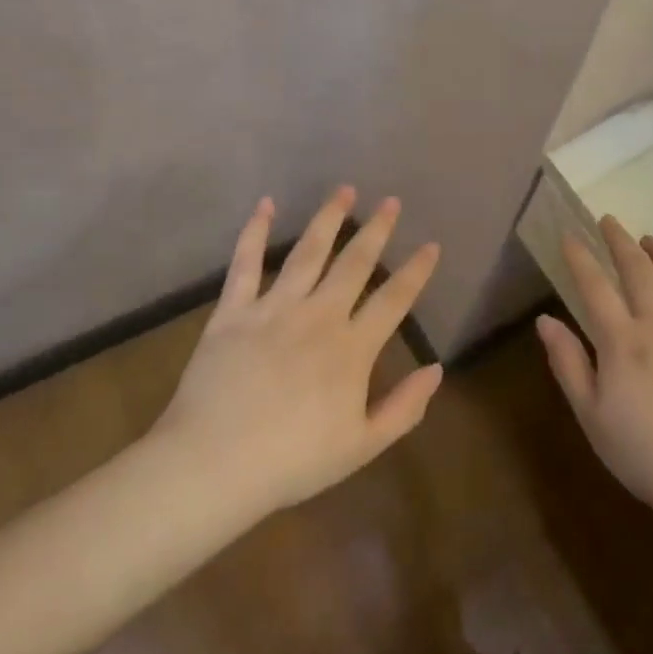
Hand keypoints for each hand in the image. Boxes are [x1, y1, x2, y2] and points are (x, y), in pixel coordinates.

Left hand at [152, 187, 443, 517]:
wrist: (215, 463)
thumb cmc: (293, 461)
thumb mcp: (362, 446)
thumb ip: (404, 408)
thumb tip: (437, 369)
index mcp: (351, 349)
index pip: (394, 301)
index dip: (416, 272)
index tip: (430, 245)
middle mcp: (318, 316)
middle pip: (354, 264)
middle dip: (376, 230)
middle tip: (391, 202)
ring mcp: (273, 308)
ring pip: (307, 252)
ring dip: (328, 218)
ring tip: (344, 190)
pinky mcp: (233, 310)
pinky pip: (245, 263)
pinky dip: (255, 231)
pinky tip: (265, 205)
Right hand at [537, 217, 652, 529]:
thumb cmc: (646, 455)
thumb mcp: (591, 416)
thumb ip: (568, 363)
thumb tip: (545, 320)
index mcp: (623, 342)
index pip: (595, 287)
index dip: (580, 258)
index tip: (569, 235)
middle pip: (639, 271)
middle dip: (620, 241)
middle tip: (609, 220)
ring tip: (650, 239)